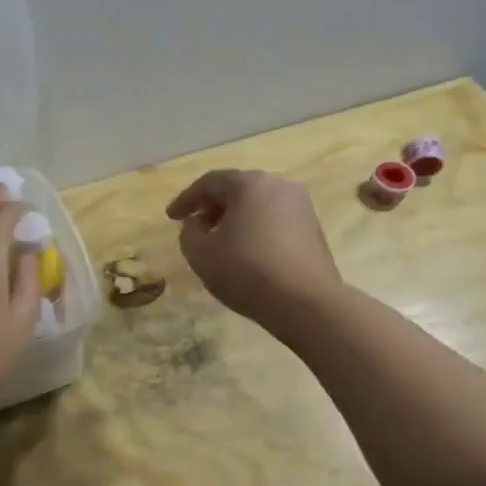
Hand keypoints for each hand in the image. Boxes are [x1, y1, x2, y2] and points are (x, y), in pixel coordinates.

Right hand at [166, 169, 342, 331]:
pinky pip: (275, 220)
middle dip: (212, 206)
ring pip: (258, 204)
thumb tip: (196, 224)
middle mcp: (278, 185)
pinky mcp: (314, 228)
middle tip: (195, 226)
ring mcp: (301, 206)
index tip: (170, 217)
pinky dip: (256, 228)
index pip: (209, 182)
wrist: (306, 303)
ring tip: (220, 241)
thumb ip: (189, 233)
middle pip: (237, 189)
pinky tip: (247, 252)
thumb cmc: (246, 271)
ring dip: (235, 218)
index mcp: (249, 184)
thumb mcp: (200, 254)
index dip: (186, 199)